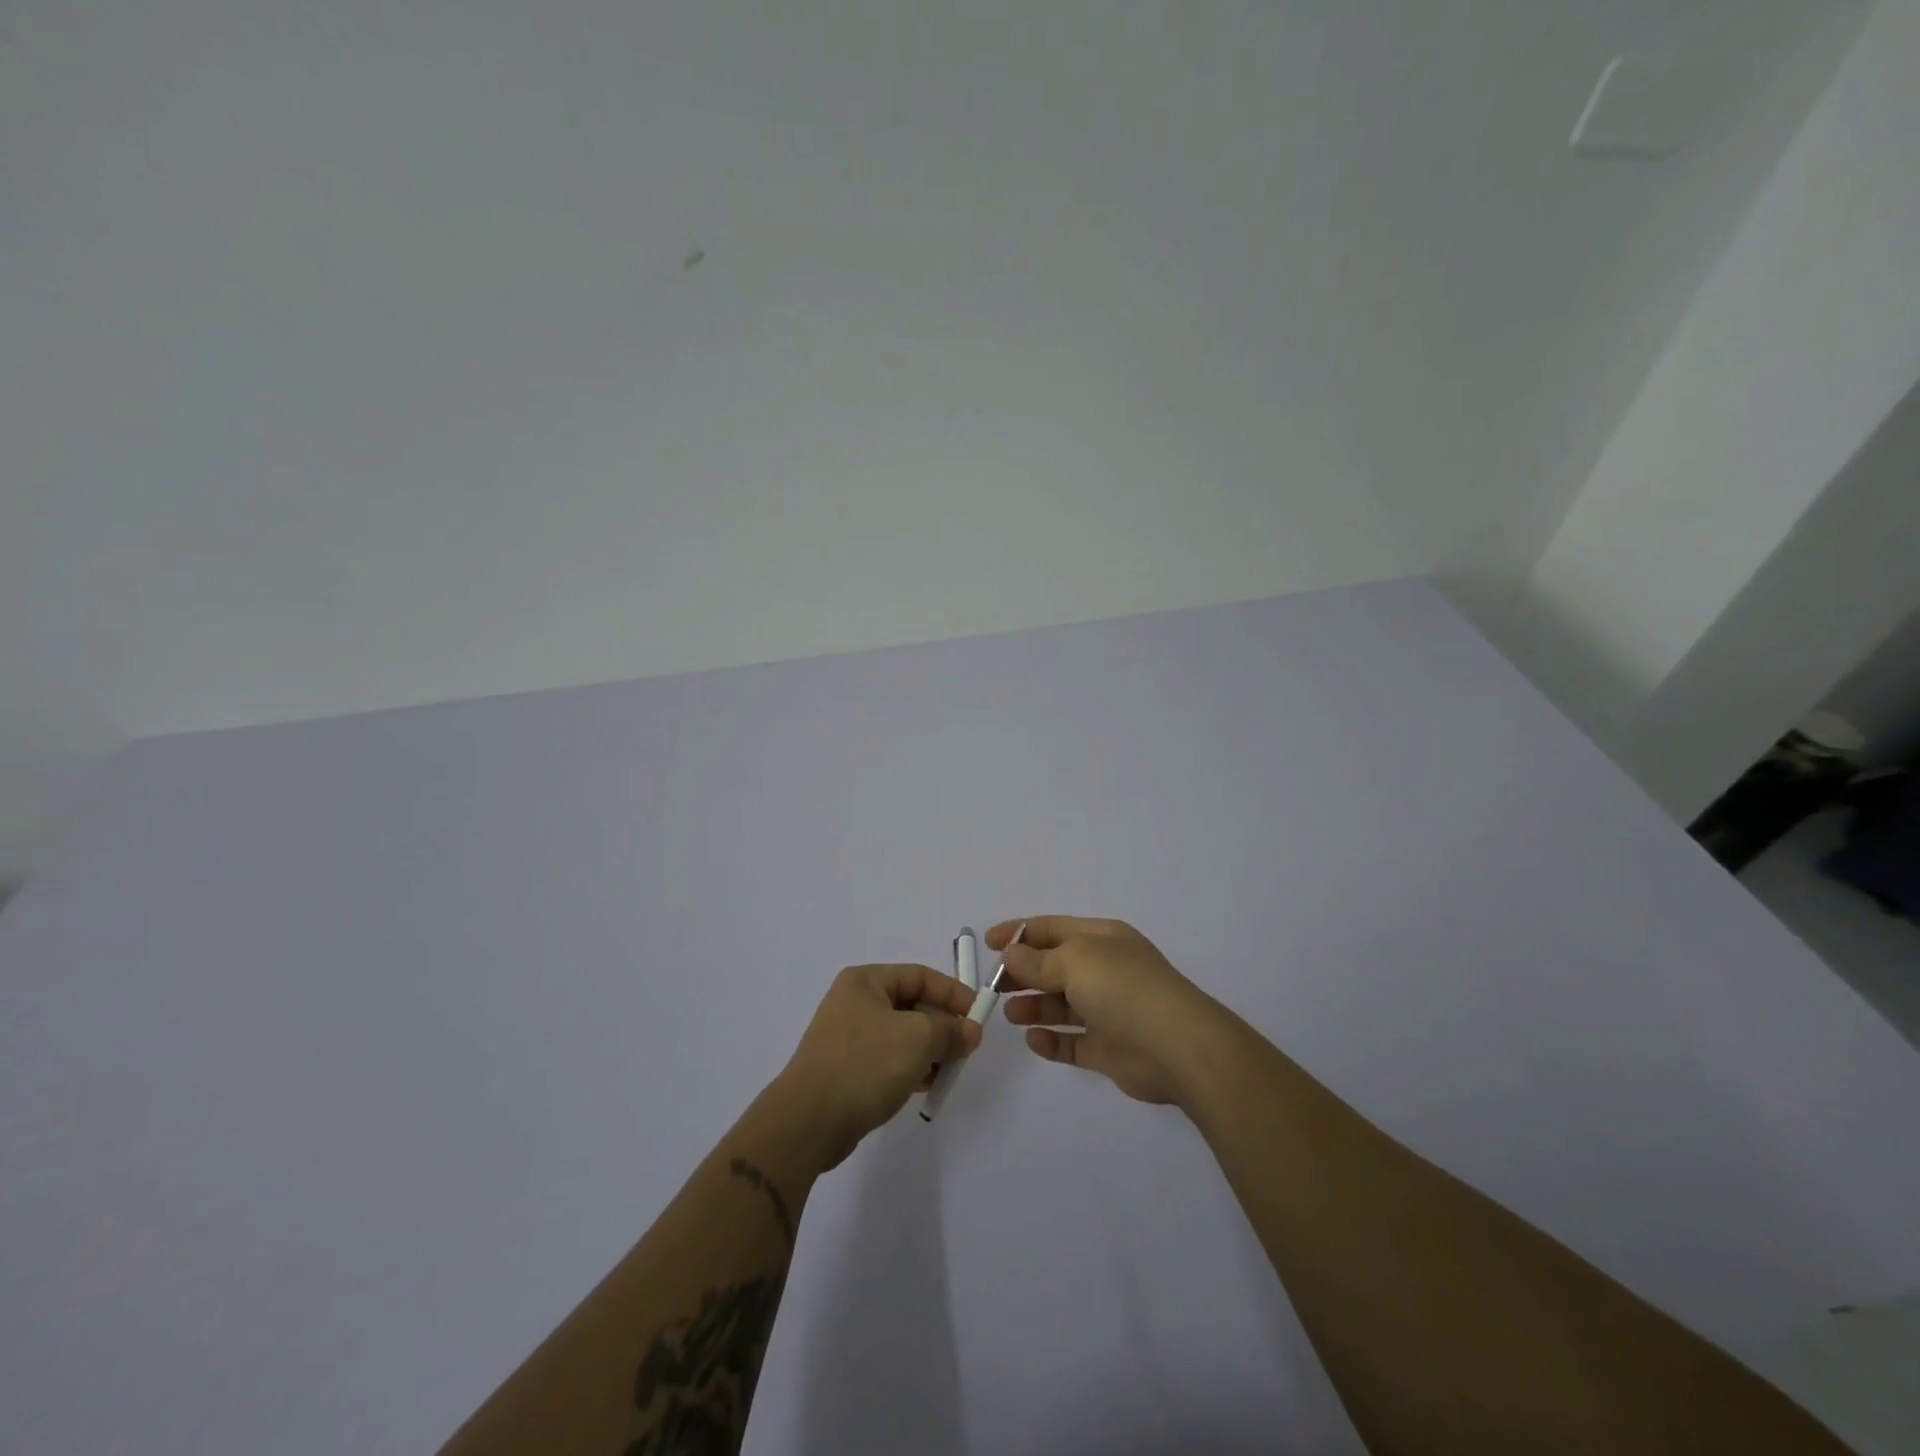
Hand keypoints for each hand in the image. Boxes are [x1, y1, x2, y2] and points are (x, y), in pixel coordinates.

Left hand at [773, 964, 982, 1169]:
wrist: (809, 1121)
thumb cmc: (865, 1064)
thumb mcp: (918, 1038)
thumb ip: (950, 1030)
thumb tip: (970, 1031)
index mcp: (866, 981)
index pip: (920, 975)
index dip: (953, 993)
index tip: (978, 1015)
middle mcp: (855, 1002)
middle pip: (912, 1005)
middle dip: (943, 1026)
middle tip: (967, 1048)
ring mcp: (848, 1037)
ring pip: (903, 1035)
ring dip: (930, 1050)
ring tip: (950, 1071)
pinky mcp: (847, 1069)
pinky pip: (889, 1059)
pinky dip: (911, 1068)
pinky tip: (927, 1086)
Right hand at [990, 917, 1226, 1107]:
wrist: (1176, 1047)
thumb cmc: (1123, 989)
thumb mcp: (1074, 961)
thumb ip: (1037, 960)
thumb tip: (1011, 952)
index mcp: (1101, 939)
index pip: (1052, 928)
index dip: (1018, 932)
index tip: (987, 944)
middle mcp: (1104, 970)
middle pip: (1053, 967)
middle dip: (1022, 974)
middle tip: (994, 987)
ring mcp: (1108, 1010)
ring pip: (1061, 1005)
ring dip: (1033, 1007)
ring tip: (1011, 1015)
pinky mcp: (1109, 1048)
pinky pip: (1072, 1043)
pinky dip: (1051, 1041)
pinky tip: (1034, 1040)